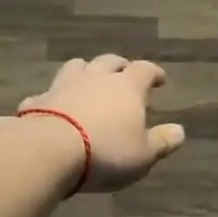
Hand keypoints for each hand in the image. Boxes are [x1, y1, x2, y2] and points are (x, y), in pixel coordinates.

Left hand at [0, 54, 186, 193]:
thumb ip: (162, 142)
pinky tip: (53, 107)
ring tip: (89, 82)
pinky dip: (54, 98)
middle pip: (109, 61)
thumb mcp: (143, 155)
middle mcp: (95, 78)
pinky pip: (47, 94)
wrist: (48, 152)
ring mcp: (63, 86)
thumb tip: (180, 131)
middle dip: (119, 66)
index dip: (154, 73)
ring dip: (86, 72)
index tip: (160, 80)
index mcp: (126, 87)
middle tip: (124, 74)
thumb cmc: (106, 153)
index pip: (145, 70)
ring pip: (76, 67)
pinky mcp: (37, 101)